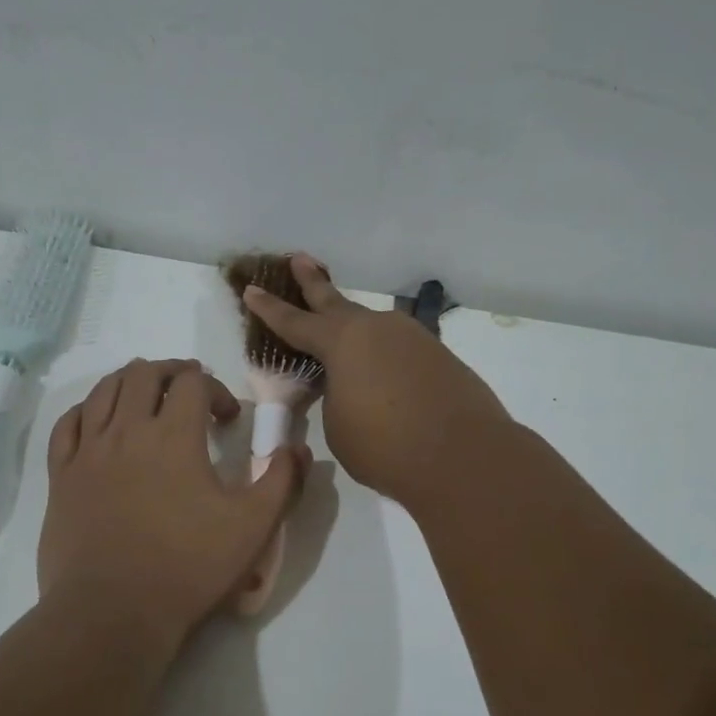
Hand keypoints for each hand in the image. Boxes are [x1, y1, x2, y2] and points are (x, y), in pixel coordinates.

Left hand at [39, 358, 307, 650]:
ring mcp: (87, 452)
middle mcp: (127, 431)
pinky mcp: (61, 477)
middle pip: (143, 373)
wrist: (113, 613)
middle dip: (171, 372)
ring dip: (129, 381)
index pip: (193, 384)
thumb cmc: (188, 568)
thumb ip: (282, 482)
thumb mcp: (253, 528)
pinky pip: (67, 425)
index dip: (216, 389)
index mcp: (174, 436)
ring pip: (103, 391)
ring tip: (145, 392)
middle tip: (189, 387)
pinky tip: (97, 419)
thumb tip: (298, 449)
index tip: (228, 419)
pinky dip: (86, 410)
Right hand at [243, 255, 511, 507]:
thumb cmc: (385, 445)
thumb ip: (336, 395)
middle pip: (336, 301)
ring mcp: (413, 338)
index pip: (295, 322)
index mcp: (342, 341)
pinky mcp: (440, 357)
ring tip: (344, 342)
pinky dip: (384, 359)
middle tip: (300, 259)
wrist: (464, 456)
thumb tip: (350, 384)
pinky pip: (399, 350)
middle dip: (314, 282)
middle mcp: (377, 329)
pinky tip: (384, 376)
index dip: (269, 308)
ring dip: (355, 332)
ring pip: (373, 328)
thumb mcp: (338, 423)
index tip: (251, 289)